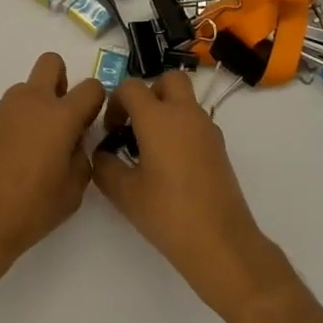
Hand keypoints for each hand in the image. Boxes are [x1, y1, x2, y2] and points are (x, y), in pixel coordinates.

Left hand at [0, 52, 105, 272]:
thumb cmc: (31, 208)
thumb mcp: (73, 191)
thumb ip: (81, 158)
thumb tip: (73, 143)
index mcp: (60, 115)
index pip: (91, 87)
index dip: (96, 101)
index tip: (90, 123)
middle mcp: (31, 101)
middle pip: (51, 62)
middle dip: (62, 81)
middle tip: (62, 117)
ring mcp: (3, 109)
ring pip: (26, 89)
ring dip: (36, 106)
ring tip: (34, 148)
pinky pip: (8, 112)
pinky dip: (15, 125)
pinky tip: (11, 160)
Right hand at [90, 71, 295, 321]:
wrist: (221, 242)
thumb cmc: (168, 214)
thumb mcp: (124, 193)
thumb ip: (104, 166)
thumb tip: (102, 153)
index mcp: (158, 117)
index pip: (131, 87)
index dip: (115, 102)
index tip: (111, 130)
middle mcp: (184, 113)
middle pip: (168, 79)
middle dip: (149, 93)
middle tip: (136, 123)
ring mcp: (207, 128)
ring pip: (185, 99)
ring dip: (167, 110)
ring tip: (151, 147)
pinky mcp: (219, 147)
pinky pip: (196, 121)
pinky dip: (182, 128)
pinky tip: (172, 163)